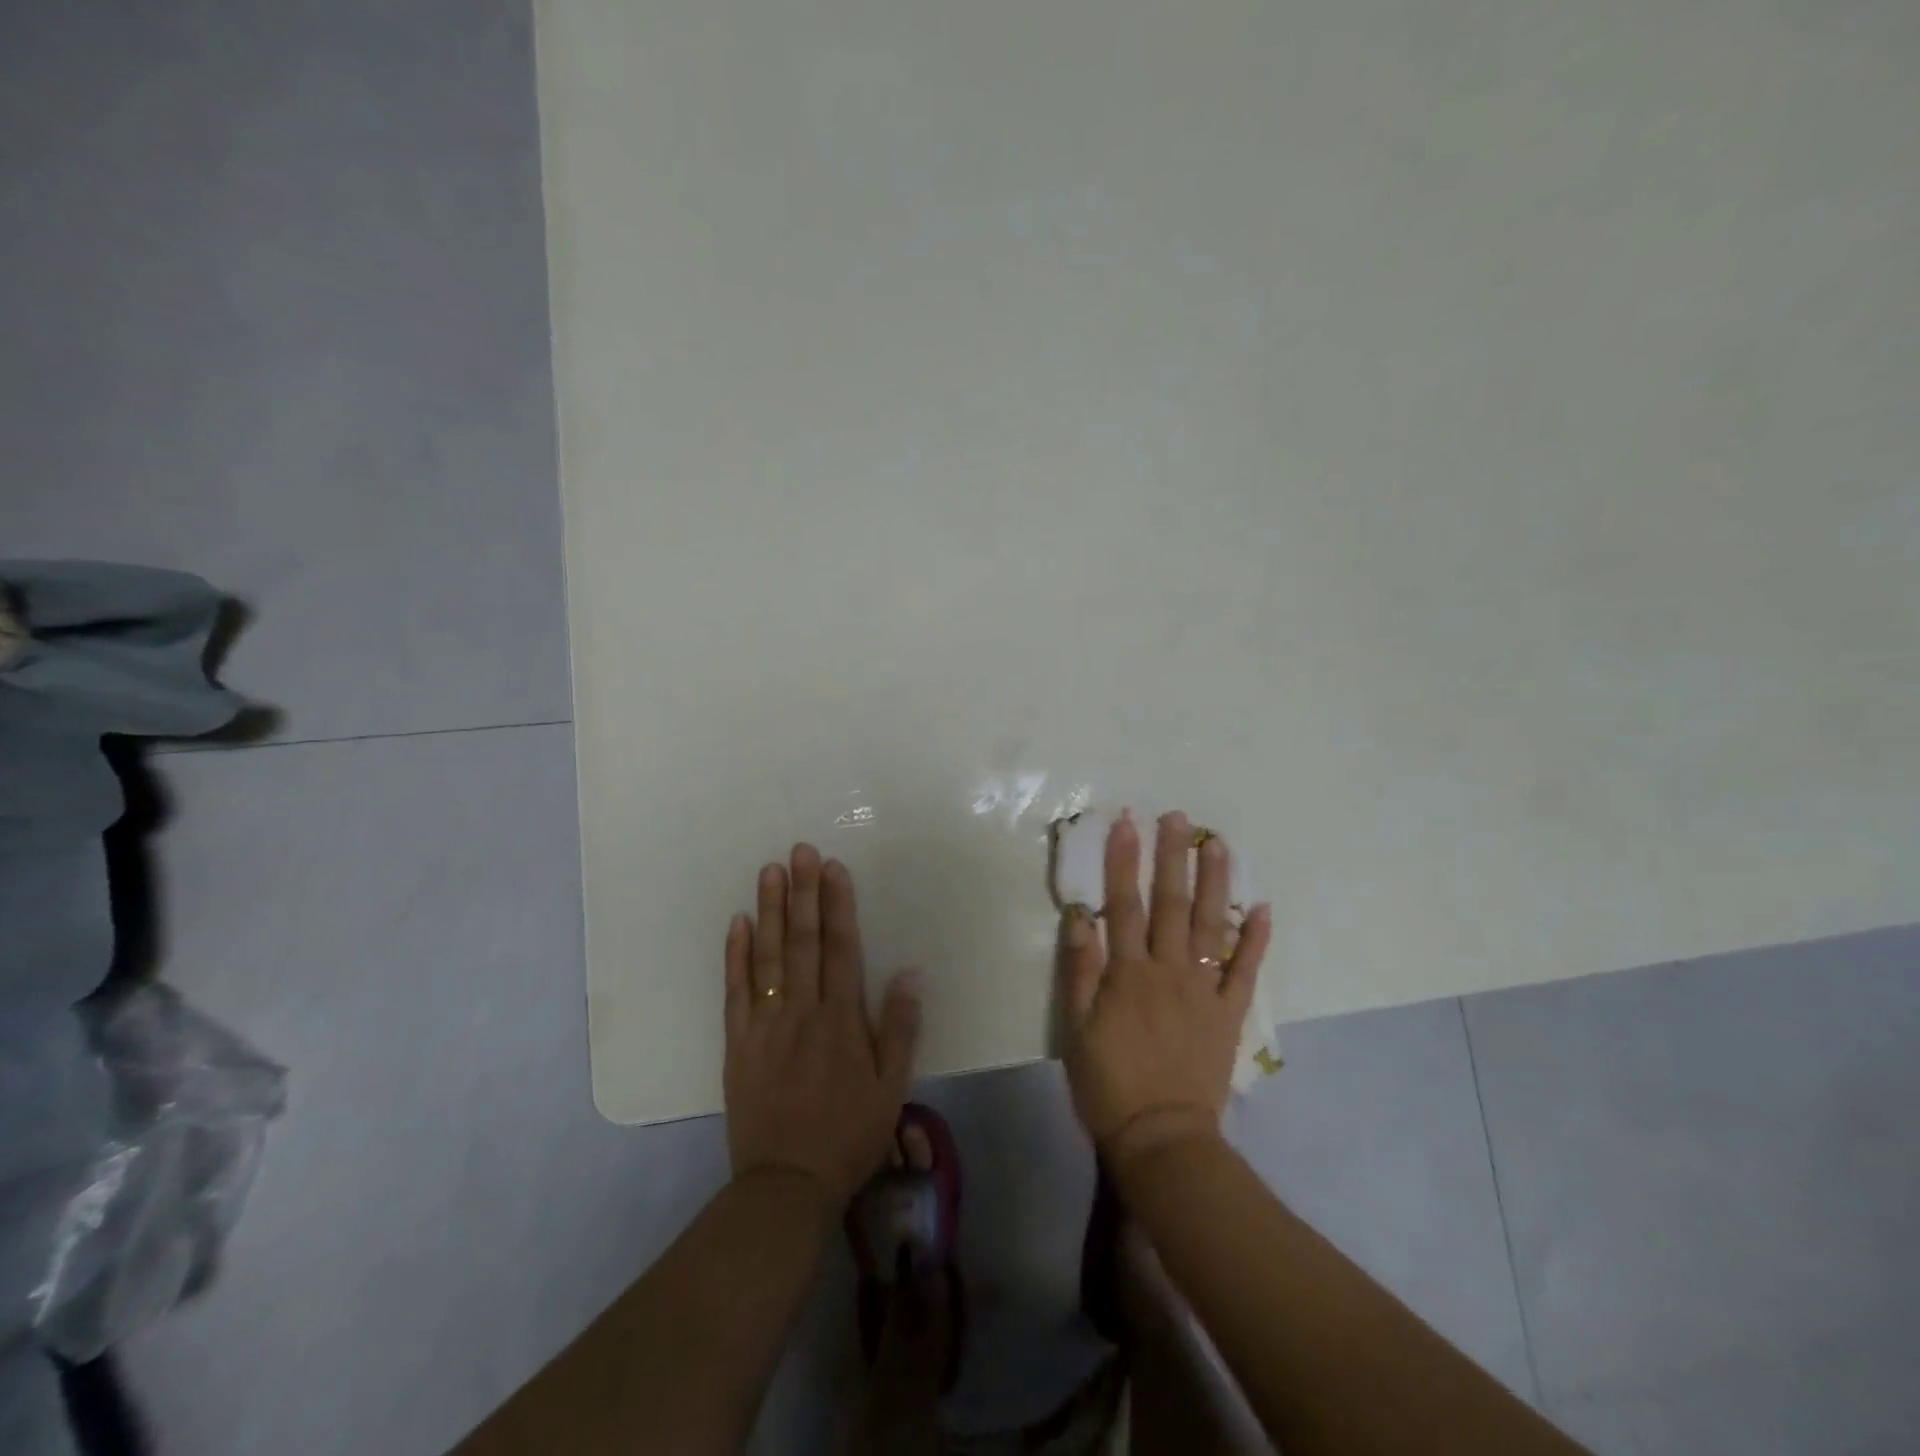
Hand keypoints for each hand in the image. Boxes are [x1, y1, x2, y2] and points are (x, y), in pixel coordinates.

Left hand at [723, 844, 921, 1208]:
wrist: (786, 1186)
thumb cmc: (848, 1135)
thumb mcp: (892, 1088)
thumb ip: (899, 1028)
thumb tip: (909, 972)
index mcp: (841, 1019)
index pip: (840, 947)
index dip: (837, 904)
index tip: (832, 867)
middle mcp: (802, 1011)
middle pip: (803, 941)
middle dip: (803, 892)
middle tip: (799, 850)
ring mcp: (765, 1024)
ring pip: (768, 956)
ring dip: (770, 911)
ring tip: (770, 872)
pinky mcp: (737, 1043)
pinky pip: (735, 991)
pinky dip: (735, 955)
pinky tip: (738, 923)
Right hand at [1059, 811, 1272, 1167]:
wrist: (1162, 1138)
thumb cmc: (1108, 1082)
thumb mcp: (1076, 1028)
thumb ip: (1079, 970)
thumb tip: (1081, 916)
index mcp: (1128, 972)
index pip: (1124, 904)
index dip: (1124, 861)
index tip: (1127, 823)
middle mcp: (1168, 970)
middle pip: (1171, 904)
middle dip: (1173, 857)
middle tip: (1178, 818)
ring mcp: (1203, 990)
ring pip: (1210, 926)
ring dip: (1215, 883)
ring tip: (1218, 845)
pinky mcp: (1227, 1013)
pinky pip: (1245, 971)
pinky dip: (1255, 939)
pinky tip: (1263, 908)